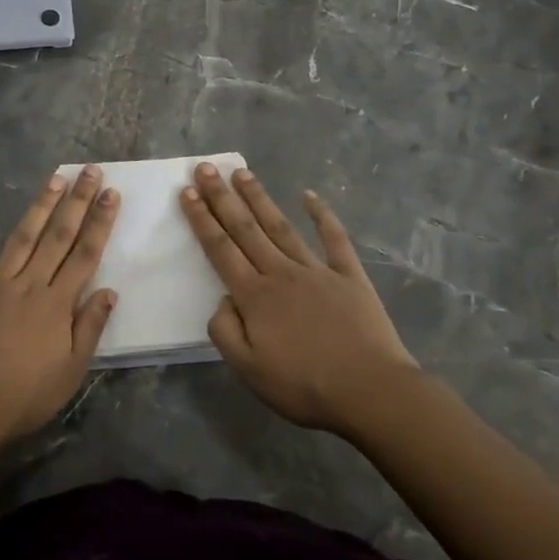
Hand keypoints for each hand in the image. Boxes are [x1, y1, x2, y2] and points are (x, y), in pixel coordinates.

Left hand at [0, 167, 119, 438]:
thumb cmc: (23, 397)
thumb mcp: (70, 372)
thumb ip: (90, 328)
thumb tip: (110, 290)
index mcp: (57, 304)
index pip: (85, 255)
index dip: (100, 223)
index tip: (111, 194)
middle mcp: (29, 284)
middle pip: (58, 236)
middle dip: (77, 201)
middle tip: (90, 170)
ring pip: (22, 236)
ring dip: (40, 204)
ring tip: (55, 177)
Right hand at [181, 163, 417, 435]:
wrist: (371, 391)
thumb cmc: (305, 386)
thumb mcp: (248, 370)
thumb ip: (225, 331)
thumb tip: (224, 299)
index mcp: (254, 296)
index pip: (221, 249)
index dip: (202, 219)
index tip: (187, 191)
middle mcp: (281, 273)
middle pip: (245, 228)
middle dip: (222, 197)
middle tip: (206, 167)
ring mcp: (317, 271)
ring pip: (281, 226)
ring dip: (259, 198)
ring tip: (242, 172)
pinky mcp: (349, 276)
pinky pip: (334, 239)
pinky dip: (323, 215)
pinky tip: (310, 196)